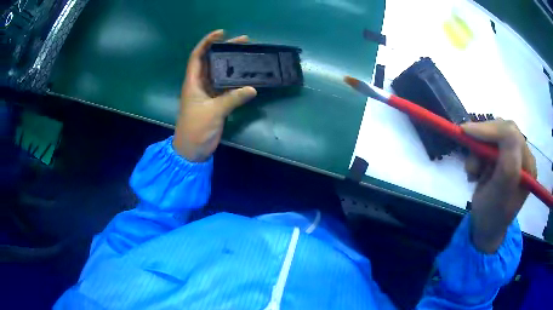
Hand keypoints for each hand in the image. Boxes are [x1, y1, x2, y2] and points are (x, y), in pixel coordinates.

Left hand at [173, 30, 256, 161]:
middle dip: (225, 50)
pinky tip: (247, 76)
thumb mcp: (213, 112)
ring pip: (220, 73)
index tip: (221, 33)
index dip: (207, 42)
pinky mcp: (215, 103)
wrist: (192, 150)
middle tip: (244, 42)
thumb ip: (232, 99)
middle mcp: (200, 84)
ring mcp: (208, 94)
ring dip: (232, 64)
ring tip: (248, 55)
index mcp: (193, 82)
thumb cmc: (195, 129)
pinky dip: (236, 81)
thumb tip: (253, 88)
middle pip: (211, 61)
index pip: (197, 56)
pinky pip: (226, 87)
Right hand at [461, 120, 535, 252]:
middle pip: (503, 129)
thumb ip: (508, 163)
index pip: (511, 134)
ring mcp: (513, 155)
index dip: (490, 129)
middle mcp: (523, 156)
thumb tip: (503, 128)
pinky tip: (475, 171)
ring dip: (479, 150)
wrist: (485, 228)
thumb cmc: (492, 216)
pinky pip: (489, 142)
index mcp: (528, 166)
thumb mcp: (501, 193)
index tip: (465, 132)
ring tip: (473, 172)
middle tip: (470, 156)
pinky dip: (477, 153)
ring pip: (494, 134)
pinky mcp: (503, 155)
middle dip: (483, 141)